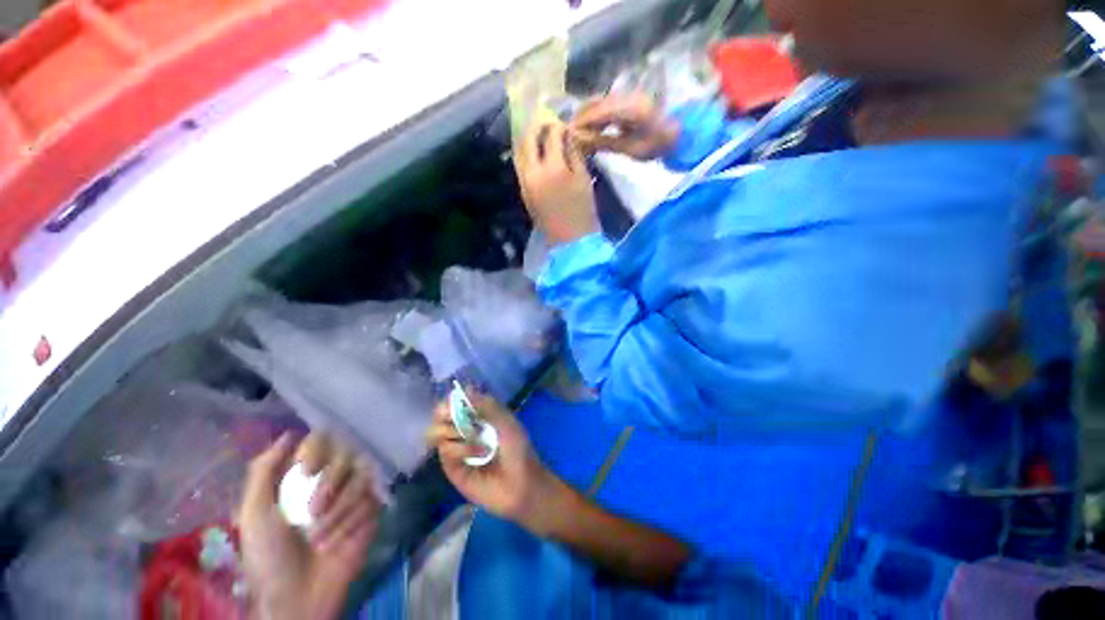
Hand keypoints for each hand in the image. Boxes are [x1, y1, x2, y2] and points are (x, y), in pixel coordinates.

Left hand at [239, 433, 381, 619]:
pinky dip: (351, 522)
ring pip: (362, 476)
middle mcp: (332, 477)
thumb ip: (263, 471)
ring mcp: (355, 492)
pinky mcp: (372, 508)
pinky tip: (337, 542)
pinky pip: (371, 499)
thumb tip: (287, 435)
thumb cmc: (269, 557)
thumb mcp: (253, 514)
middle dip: (329, 483)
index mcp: (303, 475)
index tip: (305, 470)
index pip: (321, 439)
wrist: (297, 595)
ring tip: (319, 538)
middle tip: (312, 512)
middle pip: (347, 453)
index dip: (317, 448)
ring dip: (338, 510)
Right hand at [426, 393, 559, 532]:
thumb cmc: (517, 449)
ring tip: (476, 439)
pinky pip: (445, 451)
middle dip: (445, 414)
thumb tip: (466, 389)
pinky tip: (478, 454)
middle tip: (456, 419)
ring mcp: (456, 449)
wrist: (521, 483)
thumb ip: (487, 405)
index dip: (451, 400)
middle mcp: (463, 430)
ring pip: (437, 431)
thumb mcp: (506, 421)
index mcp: (477, 416)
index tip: (453, 402)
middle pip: (439, 415)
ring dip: (456, 431)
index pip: (455, 402)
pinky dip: (461, 448)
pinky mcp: (451, 468)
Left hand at [515, 120, 599, 246]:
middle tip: (547, 123)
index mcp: (552, 168)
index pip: (551, 135)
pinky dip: (525, 154)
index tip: (563, 124)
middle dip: (537, 127)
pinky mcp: (522, 190)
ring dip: (527, 139)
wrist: (569, 240)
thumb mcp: (583, 179)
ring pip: (520, 151)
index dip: (557, 126)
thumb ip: (574, 153)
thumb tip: (566, 135)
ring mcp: (524, 181)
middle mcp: (533, 171)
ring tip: (538, 135)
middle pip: (528, 139)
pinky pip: (520, 165)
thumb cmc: (582, 210)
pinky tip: (534, 152)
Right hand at [571, 93, 679, 160]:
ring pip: (600, 102)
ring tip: (576, 133)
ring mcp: (628, 95)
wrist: (681, 132)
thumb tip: (582, 141)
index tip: (566, 135)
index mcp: (628, 108)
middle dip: (579, 118)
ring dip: (586, 116)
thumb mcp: (631, 149)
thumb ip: (605, 142)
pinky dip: (595, 115)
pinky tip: (590, 127)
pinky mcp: (629, 99)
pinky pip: (607, 104)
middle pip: (595, 104)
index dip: (580, 123)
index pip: (597, 113)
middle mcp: (626, 96)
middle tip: (567, 135)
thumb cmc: (657, 145)